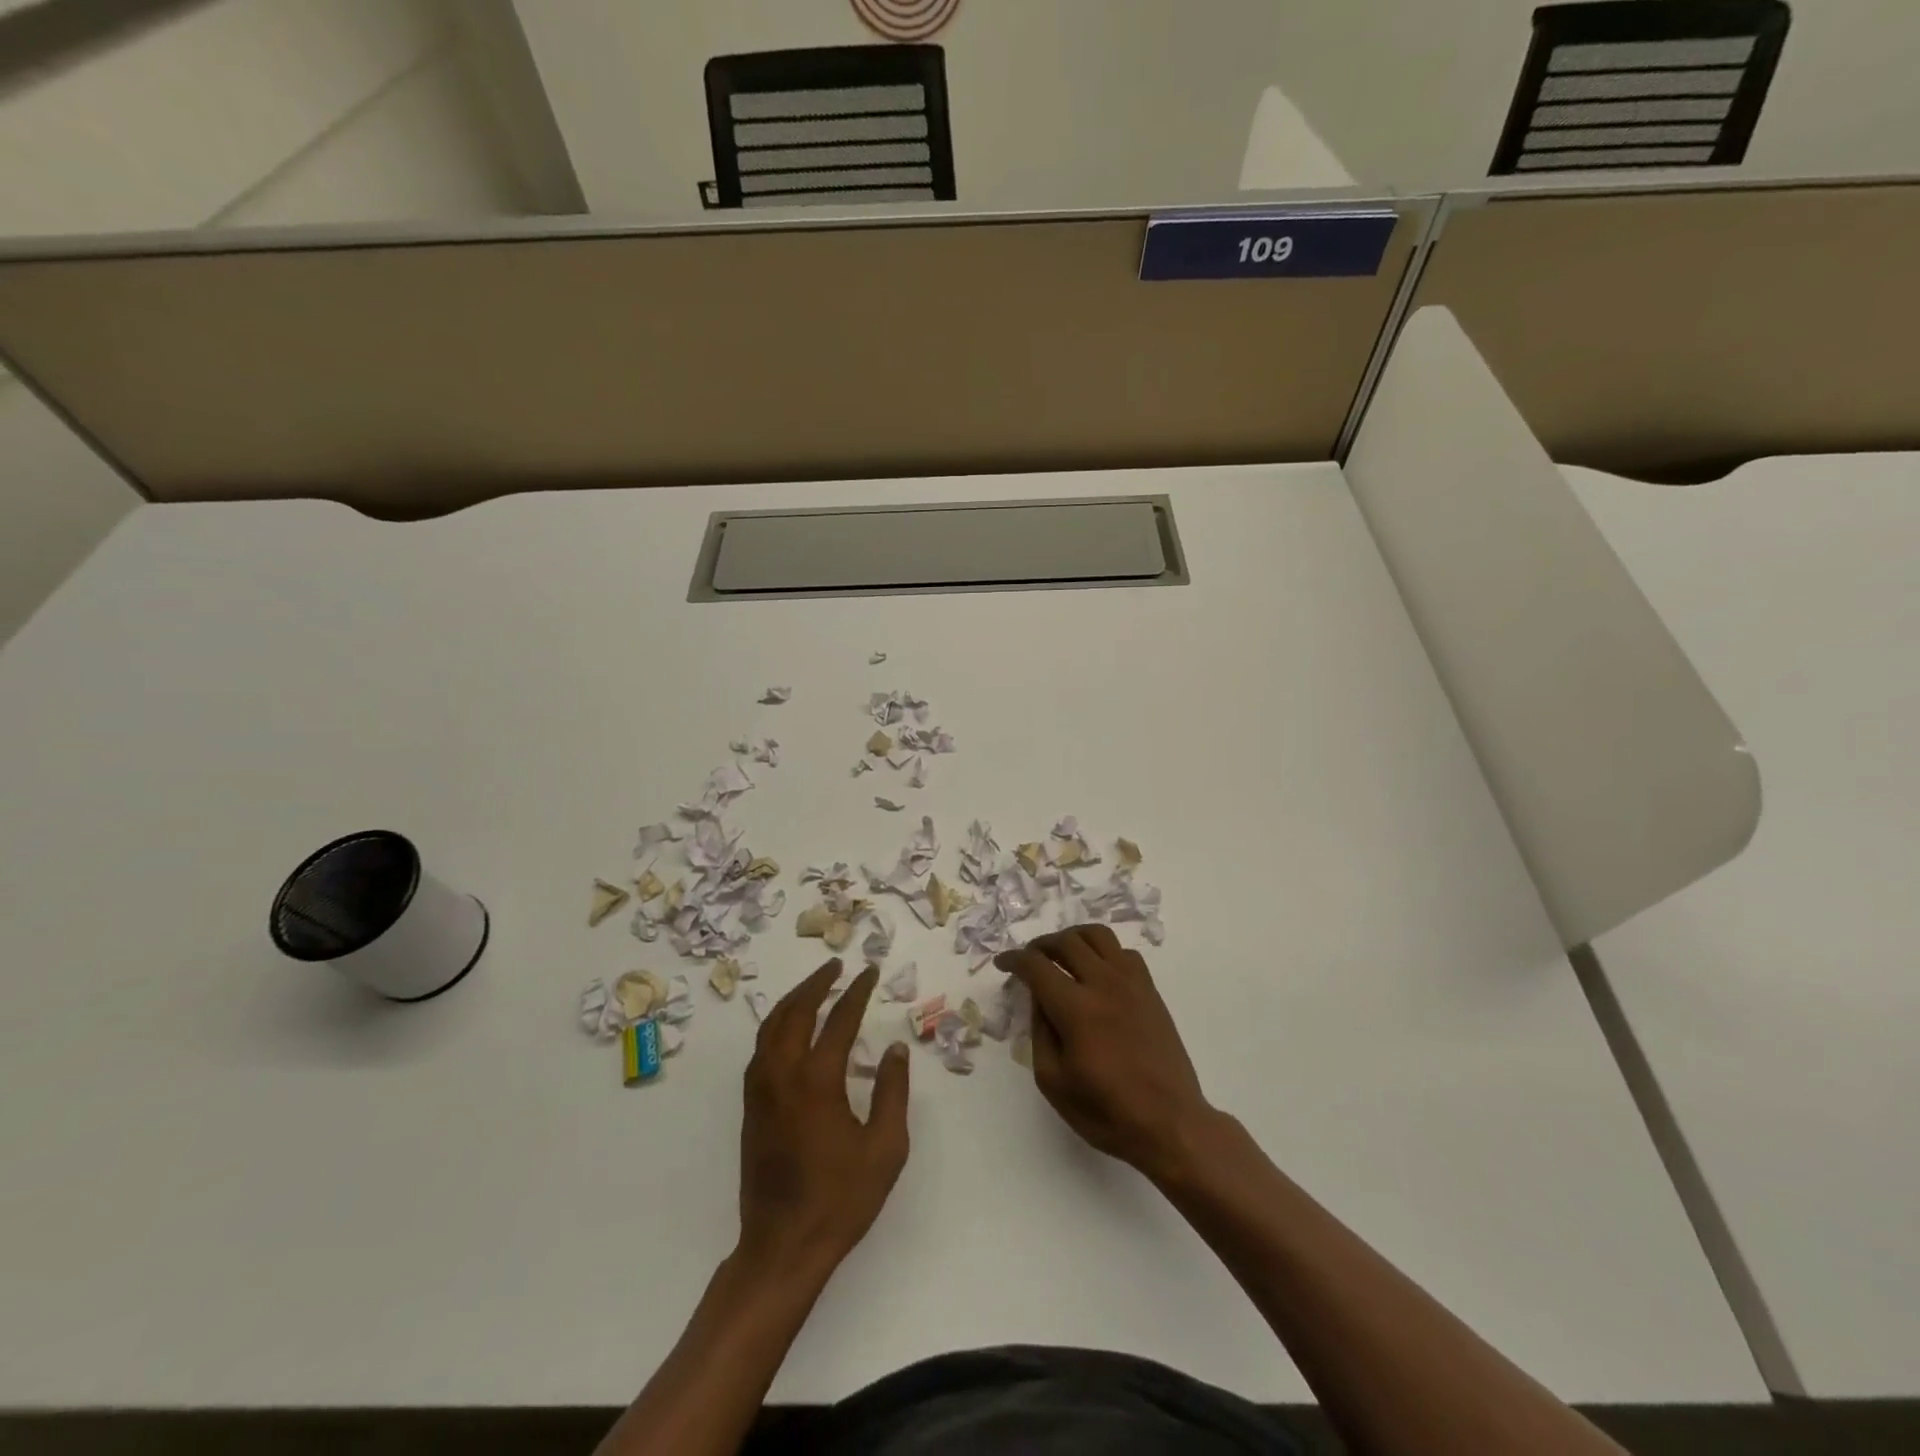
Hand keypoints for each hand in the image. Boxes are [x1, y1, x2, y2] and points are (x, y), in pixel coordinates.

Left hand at [736, 960, 909, 1277]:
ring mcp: (761, 1090)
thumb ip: (892, 1091)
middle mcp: (783, 1075)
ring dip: (793, 1000)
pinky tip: (790, 1027)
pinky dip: (777, 1024)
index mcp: (817, 1081)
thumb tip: (894, 1048)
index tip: (870, 972)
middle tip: (838, 966)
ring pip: (771, 1026)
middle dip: (817, 983)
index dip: (857, 992)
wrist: (782, 1246)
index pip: (839, 1020)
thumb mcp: (885, 1148)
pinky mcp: (751, 1106)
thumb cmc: (841, 1199)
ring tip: (815, 986)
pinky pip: (761, 1048)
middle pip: (795, 1012)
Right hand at [996, 925, 1214, 1179]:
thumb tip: (1039, 999)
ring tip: (1062, 954)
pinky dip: (1104, 952)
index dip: (1013, 959)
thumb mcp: (1054, 1082)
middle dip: (1040, 944)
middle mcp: (1103, 983)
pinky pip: (1124, 952)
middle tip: (1030, 959)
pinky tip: (1097, 972)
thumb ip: (1040, 1032)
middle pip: (1066, 941)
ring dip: (1073, 938)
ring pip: (1098, 935)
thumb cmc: (1107, 1112)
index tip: (1002, 964)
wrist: (1170, 1123)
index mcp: (1076, 1008)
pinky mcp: (1150, 990)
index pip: (1036, 965)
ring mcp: (1131, 983)